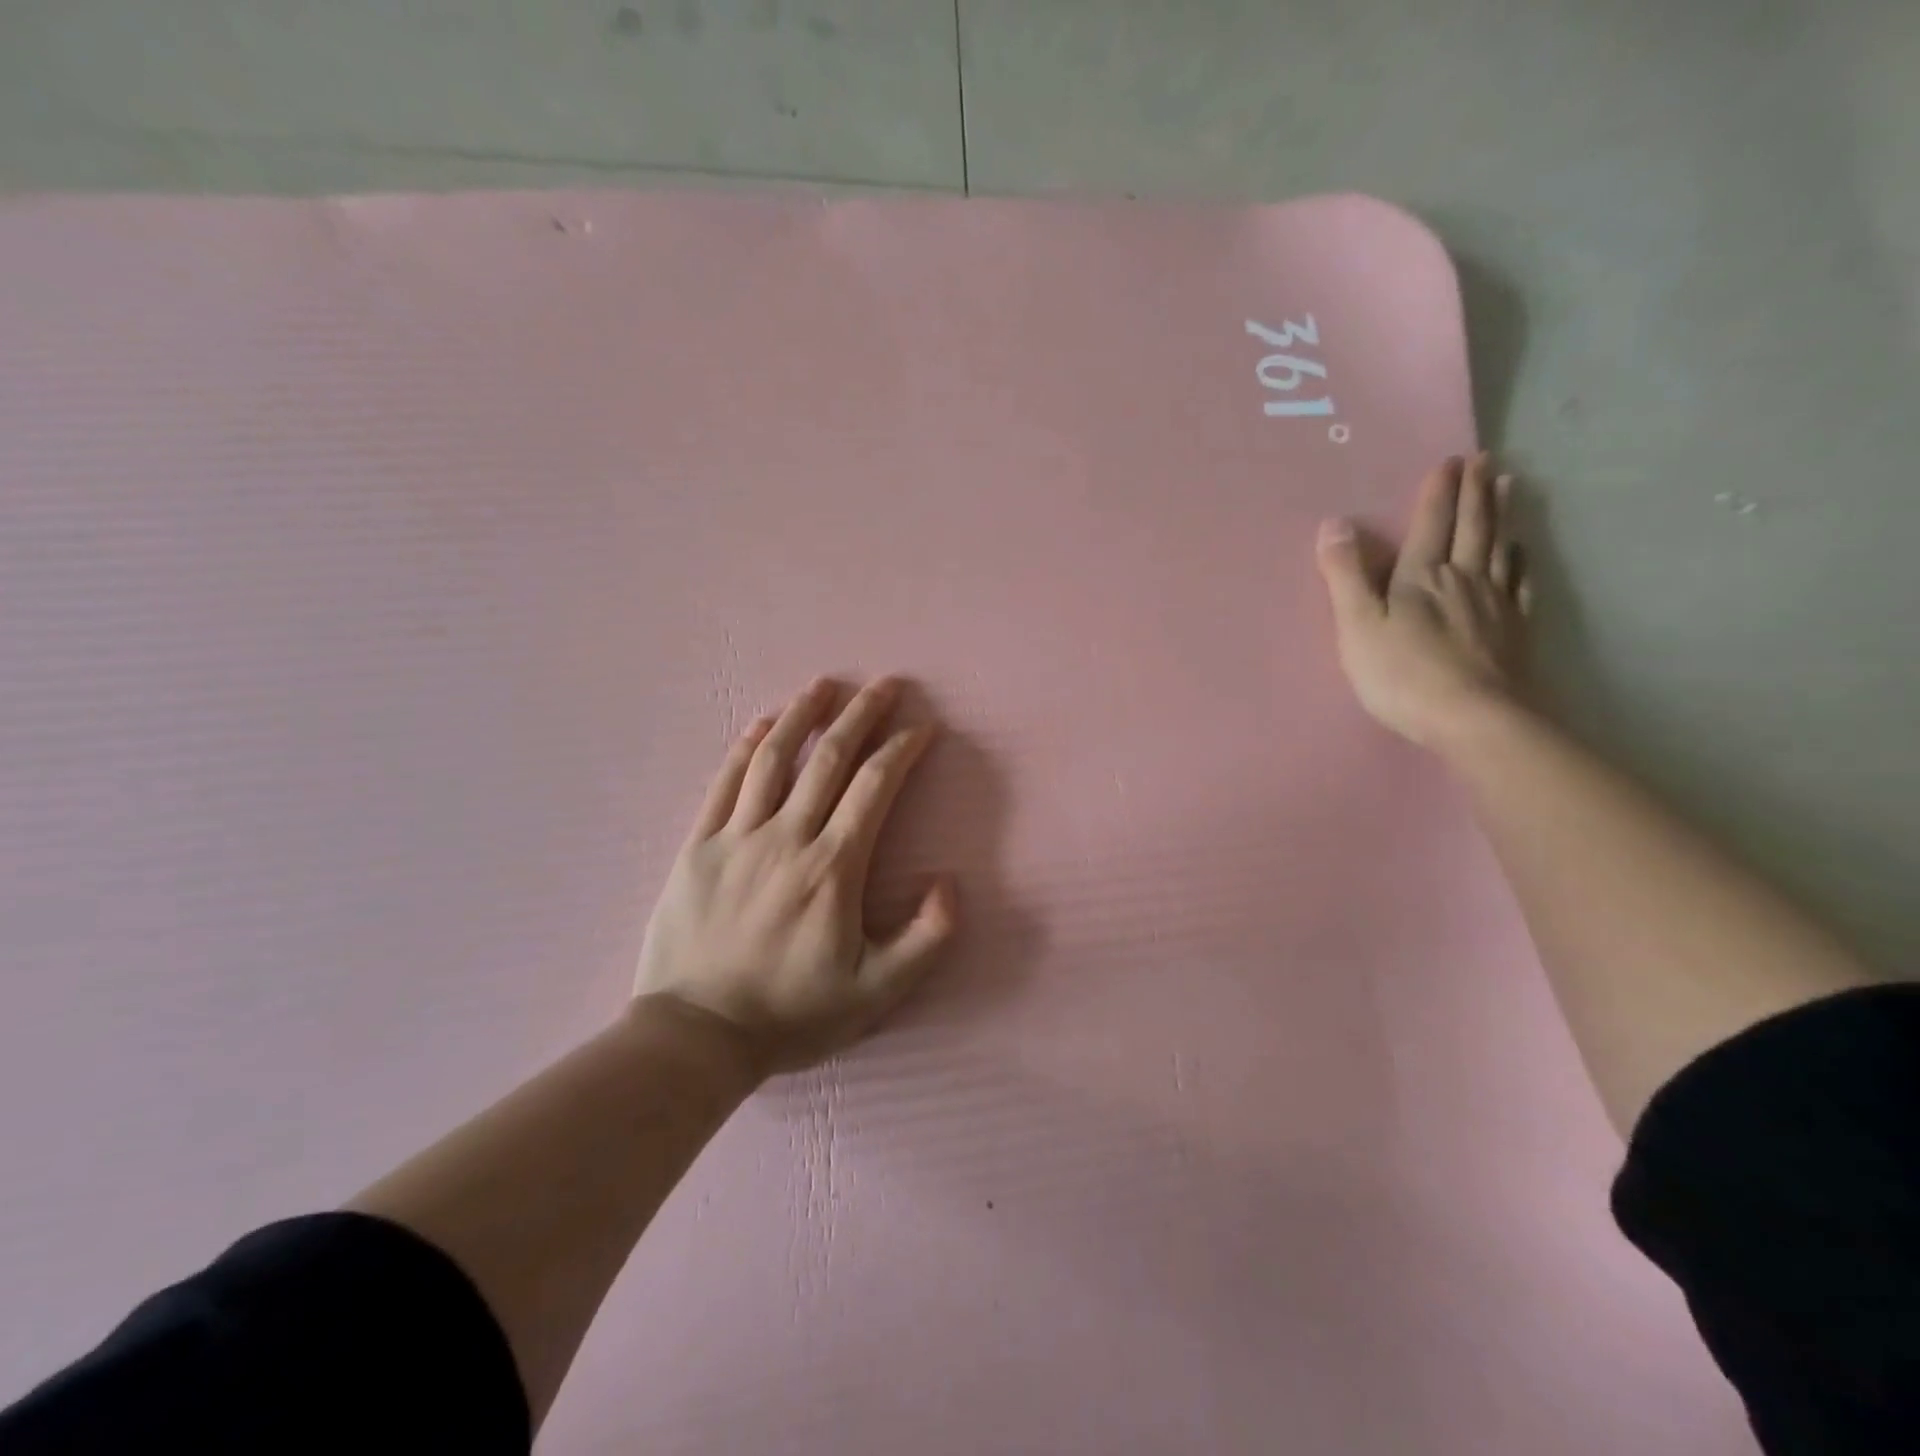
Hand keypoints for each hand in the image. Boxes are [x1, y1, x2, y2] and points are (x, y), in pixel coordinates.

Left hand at [634, 676, 956, 1077]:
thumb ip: (925, 939)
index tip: (922, 727)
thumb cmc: (792, 1014)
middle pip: (829, 758)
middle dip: (862, 714)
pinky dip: (745, 748)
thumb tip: (950, 883)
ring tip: (825, 685)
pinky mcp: (698, 847)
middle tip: (886, 684)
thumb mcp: (876, 993)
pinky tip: (761, 724)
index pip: (875, 787)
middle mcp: (787, 837)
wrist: (695, 1037)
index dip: (902, 749)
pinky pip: (724, 784)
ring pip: (774, 758)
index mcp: (832, 867)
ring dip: (803, 715)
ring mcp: (737, 837)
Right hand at [1315, 453, 1532, 749]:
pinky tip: (1521, 550)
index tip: (1448, 460)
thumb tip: (1334, 523)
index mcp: (1420, 577)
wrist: (1473, 719)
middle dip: (1474, 491)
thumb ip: (1345, 575)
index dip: (1437, 492)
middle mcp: (1462, 579)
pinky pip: (1520, 583)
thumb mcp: (1357, 626)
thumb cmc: (1402, 675)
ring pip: (1500, 547)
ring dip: (1501, 514)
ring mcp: (1494, 604)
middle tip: (1483, 459)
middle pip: (1472, 527)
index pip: (1430, 524)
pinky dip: (1521, 560)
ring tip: (1508, 485)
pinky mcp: (1514, 630)